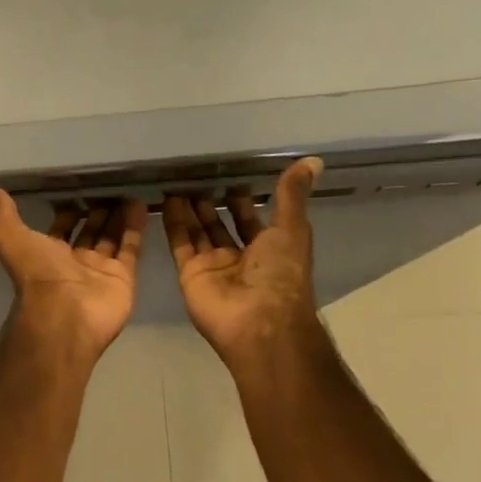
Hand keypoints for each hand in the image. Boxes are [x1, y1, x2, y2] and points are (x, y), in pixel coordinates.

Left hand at [0, 186, 146, 359]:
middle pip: (88, 232)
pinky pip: (130, 249)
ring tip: (128, 189)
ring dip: (118, 217)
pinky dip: (135, 228)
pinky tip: (141, 203)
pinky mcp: (122, 278)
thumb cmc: (36, 274)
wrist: (64, 314)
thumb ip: (1, 212)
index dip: (66, 211)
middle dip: (96, 212)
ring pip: (111, 239)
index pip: (59, 228)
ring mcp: (99, 272)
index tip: (78, 186)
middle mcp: (72, 263)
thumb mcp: (11, 236)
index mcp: (45, 254)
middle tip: (109, 185)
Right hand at [163, 158, 323, 369]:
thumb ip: (292, 195)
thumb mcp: (292, 228)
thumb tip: (312, 160)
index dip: (241, 199)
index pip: (250, 219)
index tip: (229, 175)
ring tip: (178, 182)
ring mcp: (213, 266)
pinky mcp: (190, 274)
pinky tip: (167, 200)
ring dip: (189, 210)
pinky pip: (180, 244)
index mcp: (269, 249)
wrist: (258, 321)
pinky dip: (173, 223)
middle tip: (196, 176)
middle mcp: (240, 258)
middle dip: (210, 203)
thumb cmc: (281, 274)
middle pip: (220, 226)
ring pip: (198, 232)